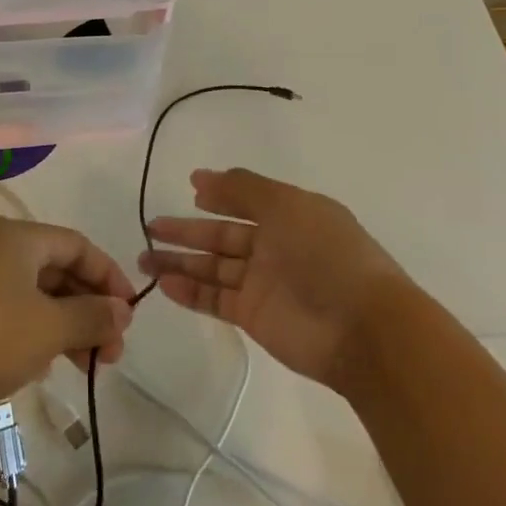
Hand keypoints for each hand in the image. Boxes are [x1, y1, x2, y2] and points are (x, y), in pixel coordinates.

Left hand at [0, 217, 134, 442]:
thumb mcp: (48, 328)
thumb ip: (91, 316)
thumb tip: (122, 311)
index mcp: (16, 237)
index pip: (78, 245)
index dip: (109, 277)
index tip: (128, 315)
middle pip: (57, 270)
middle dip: (89, 309)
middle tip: (111, 353)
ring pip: (35, 296)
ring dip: (66, 326)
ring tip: (88, 366)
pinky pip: (10, 315)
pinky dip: (35, 334)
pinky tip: (46, 366)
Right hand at [141, 168, 406, 391]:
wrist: (361, 328)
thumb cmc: (326, 254)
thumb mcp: (287, 205)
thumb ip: (243, 189)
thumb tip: (201, 177)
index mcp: (290, 216)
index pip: (245, 201)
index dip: (218, 195)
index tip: (189, 189)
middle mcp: (275, 247)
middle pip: (222, 236)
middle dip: (187, 231)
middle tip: (150, 227)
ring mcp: (263, 283)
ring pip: (213, 268)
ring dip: (180, 262)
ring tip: (143, 258)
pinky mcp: (253, 316)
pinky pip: (214, 299)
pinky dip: (189, 291)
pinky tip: (163, 283)